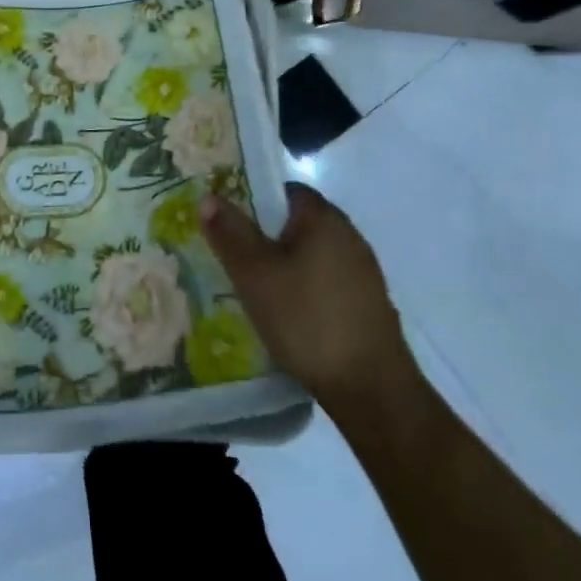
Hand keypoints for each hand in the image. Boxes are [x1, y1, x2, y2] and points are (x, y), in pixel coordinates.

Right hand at [201, 183, 413, 413]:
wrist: (371, 389)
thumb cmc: (306, 319)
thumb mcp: (254, 274)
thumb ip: (230, 233)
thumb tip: (208, 197)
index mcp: (323, 218)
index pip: (284, 190)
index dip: (253, 199)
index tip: (228, 221)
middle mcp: (349, 235)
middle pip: (297, 222)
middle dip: (266, 235)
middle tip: (234, 255)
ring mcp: (363, 271)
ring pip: (312, 254)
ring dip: (286, 265)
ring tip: (255, 287)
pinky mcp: (369, 303)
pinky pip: (327, 281)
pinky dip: (305, 288)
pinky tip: (288, 313)